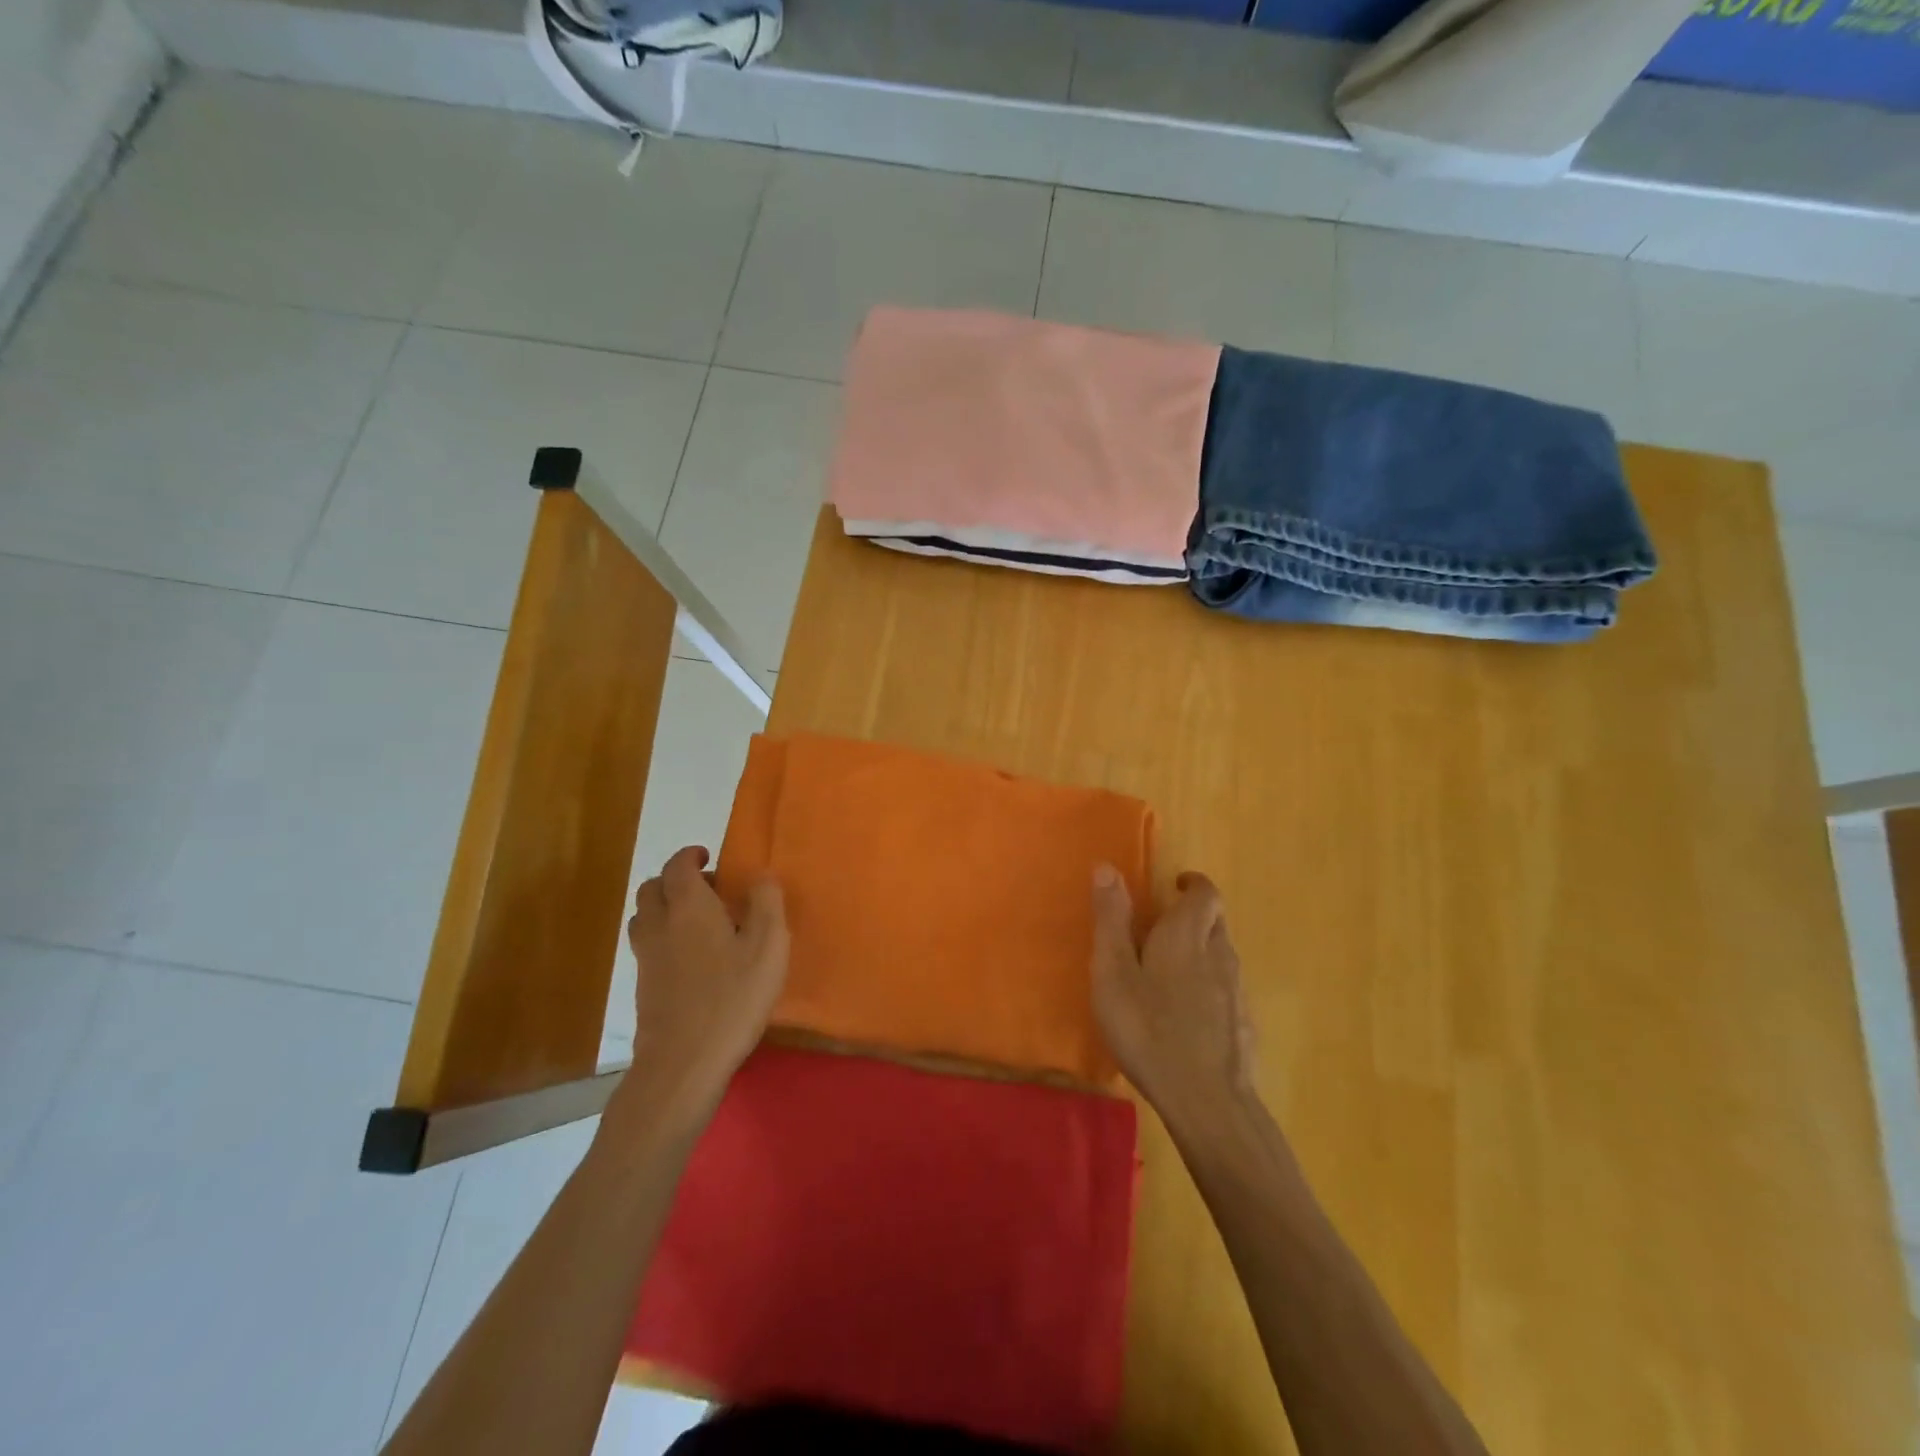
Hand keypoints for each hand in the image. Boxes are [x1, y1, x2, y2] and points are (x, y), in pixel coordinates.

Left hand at [618, 845, 788, 1133]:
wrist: (684, 1062)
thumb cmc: (733, 998)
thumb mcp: (768, 947)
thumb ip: (767, 904)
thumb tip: (761, 876)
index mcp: (689, 907)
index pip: (678, 866)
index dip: (690, 856)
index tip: (708, 857)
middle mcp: (660, 925)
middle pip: (652, 888)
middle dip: (674, 880)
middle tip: (707, 889)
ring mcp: (646, 957)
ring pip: (644, 916)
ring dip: (664, 908)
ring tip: (696, 921)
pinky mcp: (643, 986)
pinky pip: (647, 945)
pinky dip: (663, 937)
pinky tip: (691, 958)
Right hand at [1091, 865, 1256, 1121]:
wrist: (1207, 1101)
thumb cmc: (1148, 1030)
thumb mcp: (1114, 973)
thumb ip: (1112, 920)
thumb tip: (1107, 866)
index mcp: (1187, 935)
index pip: (1206, 893)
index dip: (1193, 884)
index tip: (1174, 886)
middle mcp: (1219, 954)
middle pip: (1216, 921)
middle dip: (1194, 916)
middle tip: (1163, 927)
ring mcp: (1236, 991)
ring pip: (1222, 955)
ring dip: (1201, 950)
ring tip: (1168, 970)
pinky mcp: (1243, 1024)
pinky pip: (1226, 989)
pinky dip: (1208, 986)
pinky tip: (1186, 1014)